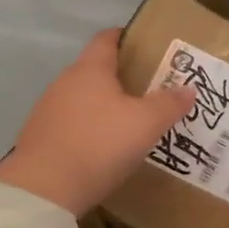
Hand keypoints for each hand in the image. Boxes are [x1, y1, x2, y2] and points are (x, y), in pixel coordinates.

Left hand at [0, 29, 195, 216]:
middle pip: (95, 70)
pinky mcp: (39, 138)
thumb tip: (188, 88)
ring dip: (104, 107)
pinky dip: (89, 130)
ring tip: (130, 123)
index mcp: (90, 69)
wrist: (43, 190)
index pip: (106, 39)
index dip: (126, 37)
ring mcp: (48, 110)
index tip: (147, 45)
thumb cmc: (99, 144)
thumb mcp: (145, 124)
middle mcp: (65, 82)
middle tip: (150, 90)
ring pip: (82, 99)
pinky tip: (103, 149)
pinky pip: (71, 125)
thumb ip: (168, 104)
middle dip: (121, 77)